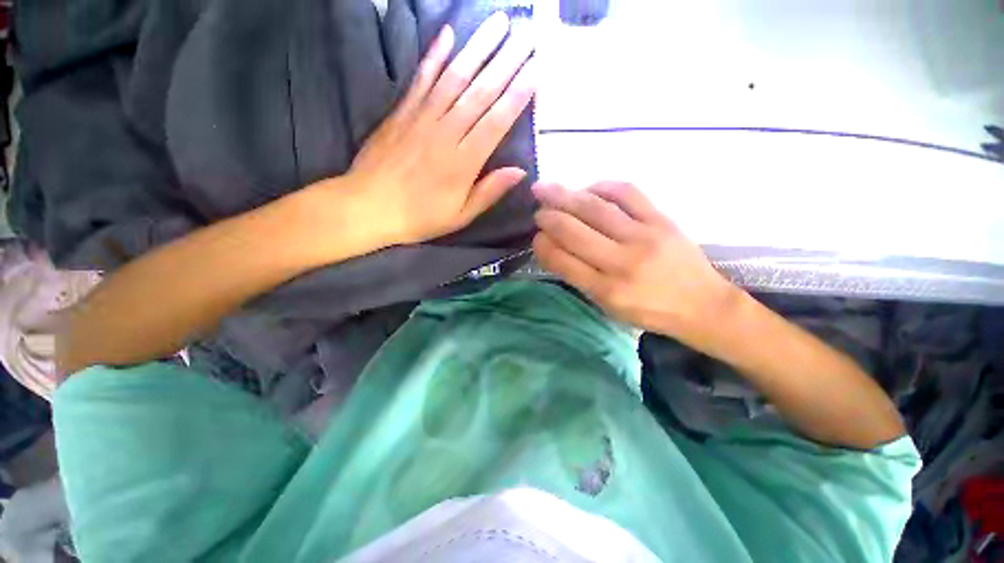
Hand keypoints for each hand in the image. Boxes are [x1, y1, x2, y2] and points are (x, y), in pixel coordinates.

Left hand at [340, 12, 534, 245]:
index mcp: (464, 162)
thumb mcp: (460, 216)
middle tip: (527, 34)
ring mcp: (422, 118)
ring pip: (455, 77)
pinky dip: (434, 55)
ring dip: (478, 48)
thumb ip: (489, 192)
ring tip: (499, 23)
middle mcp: (446, 133)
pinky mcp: (401, 112)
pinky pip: (421, 79)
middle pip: (481, 92)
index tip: (537, 69)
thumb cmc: (419, 217)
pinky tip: (447, 33)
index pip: (497, 121)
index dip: (518, 94)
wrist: (368, 208)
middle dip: (507, 61)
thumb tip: (520, 171)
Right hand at [532, 182, 741, 347]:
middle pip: (573, 231)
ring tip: (546, 188)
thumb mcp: (608, 307)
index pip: (563, 261)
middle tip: (537, 211)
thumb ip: (580, 278)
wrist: (702, 305)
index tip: (535, 238)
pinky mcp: (662, 220)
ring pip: (595, 209)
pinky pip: (628, 193)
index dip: (543, 245)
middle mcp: (622, 262)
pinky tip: (589, 187)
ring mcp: (644, 237)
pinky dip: (603, 186)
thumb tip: (554, 248)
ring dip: (565, 196)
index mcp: (606, 290)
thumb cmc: (649, 311)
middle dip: (548, 218)